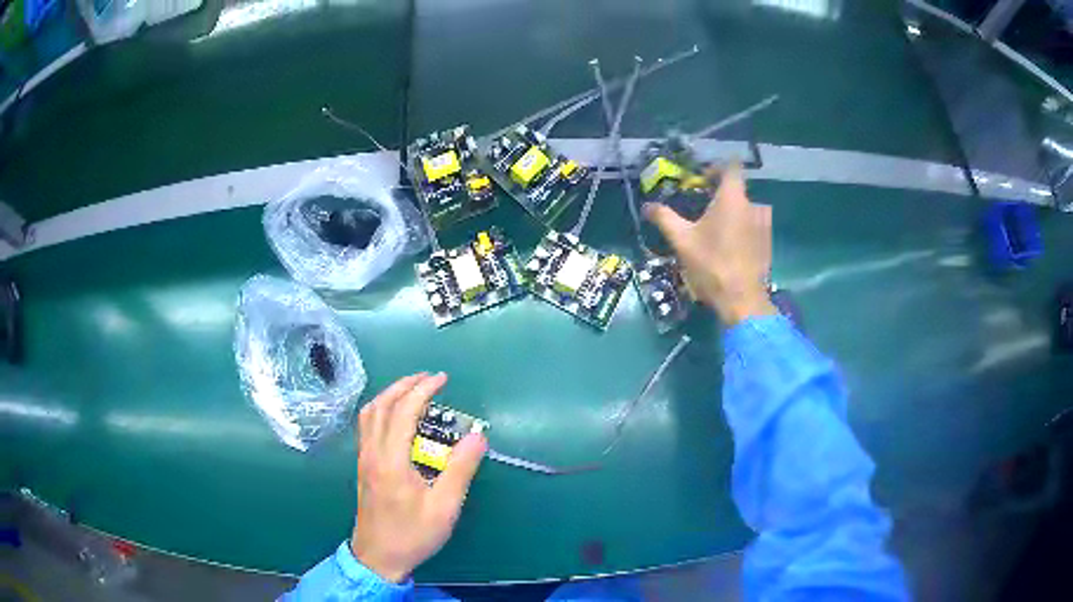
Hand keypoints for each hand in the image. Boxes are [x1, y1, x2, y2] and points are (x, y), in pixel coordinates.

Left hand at [350, 373, 486, 582]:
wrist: (378, 557)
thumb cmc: (413, 534)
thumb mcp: (444, 507)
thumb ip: (460, 469)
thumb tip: (478, 436)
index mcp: (391, 460)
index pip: (404, 411)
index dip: (423, 390)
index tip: (442, 379)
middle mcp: (372, 453)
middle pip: (381, 405)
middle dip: (405, 385)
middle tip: (429, 378)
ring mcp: (364, 459)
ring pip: (369, 413)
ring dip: (390, 394)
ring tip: (413, 389)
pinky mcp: (363, 466)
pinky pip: (367, 425)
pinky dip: (381, 409)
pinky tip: (395, 415)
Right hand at [644, 164, 775, 325]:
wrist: (741, 299)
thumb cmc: (711, 264)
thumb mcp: (681, 240)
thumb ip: (664, 218)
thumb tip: (647, 206)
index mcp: (732, 198)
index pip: (731, 166)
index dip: (716, 167)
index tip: (702, 178)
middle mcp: (752, 205)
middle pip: (736, 189)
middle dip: (719, 194)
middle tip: (701, 207)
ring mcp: (763, 224)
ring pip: (745, 207)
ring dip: (731, 212)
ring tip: (714, 228)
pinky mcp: (767, 241)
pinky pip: (753, 224)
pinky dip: (741, 227)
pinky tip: (728, 245)